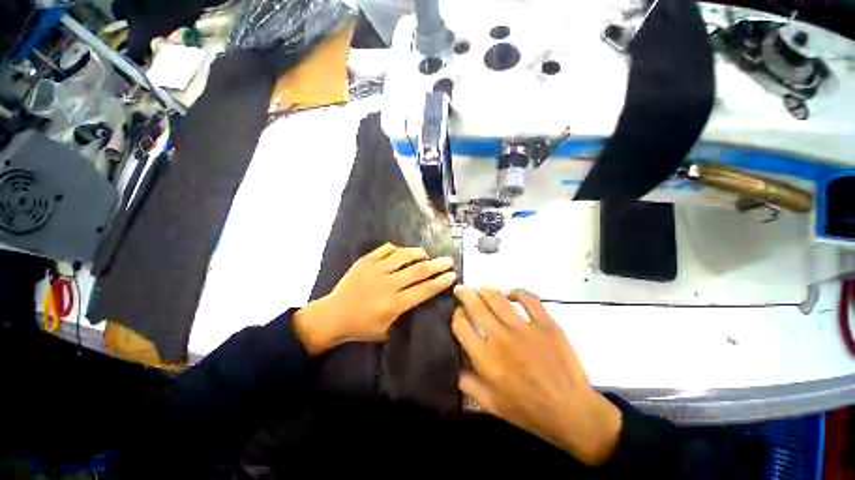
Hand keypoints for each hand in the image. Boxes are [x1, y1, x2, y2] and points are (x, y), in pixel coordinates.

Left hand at [294, 243, 456, 354]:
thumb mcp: (386, 330)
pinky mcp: (366, 261)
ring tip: (426, 254)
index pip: (424, 289)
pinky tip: (402, 252)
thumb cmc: (361, 327)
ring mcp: (376, 269)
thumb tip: (418, 297)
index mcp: (394, 303)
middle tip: (448, 260)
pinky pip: (386, 249)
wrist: (333, 315)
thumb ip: (404, 314)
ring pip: (404, 255)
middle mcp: (388, 284)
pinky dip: (397, 249)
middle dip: (437, 264)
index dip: (440, 282)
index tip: (452, 275)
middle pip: (419, 270)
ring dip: (418, 253)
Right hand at [452, 286, 621, 465]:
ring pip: (498, 299)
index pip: (461, 326)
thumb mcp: (491, 405)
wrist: (571, 412)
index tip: (459, 312)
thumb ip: (468, 384)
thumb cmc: (528, 410)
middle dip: (465, 294)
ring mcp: (524, 329)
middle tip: (461, 288)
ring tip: (482, 288)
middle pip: (476, 306)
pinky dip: (518, 292)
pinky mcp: (546, 324)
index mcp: (485, 358)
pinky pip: (529, 299)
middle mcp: (500, 338)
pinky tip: (512, 294)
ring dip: (487, 290)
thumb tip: (454, 365)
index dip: (456, 315)